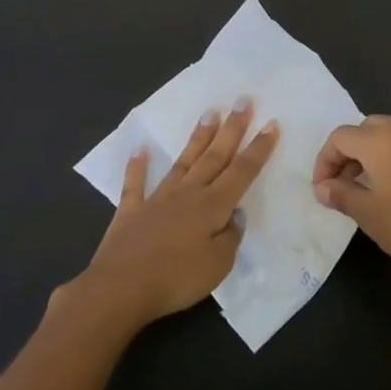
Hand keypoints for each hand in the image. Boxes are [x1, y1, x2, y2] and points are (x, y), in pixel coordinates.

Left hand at [70, 98, 278, 330]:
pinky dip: (137, 166)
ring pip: (183, 162)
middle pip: (215, 156)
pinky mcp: (131, 211)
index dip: (258, 149)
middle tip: (242, 101)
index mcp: (212, 206)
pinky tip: (140, 150)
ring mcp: (157, 199)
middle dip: (231, 129)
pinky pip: (135, 184)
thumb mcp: (219, 265)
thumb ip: (230, 237)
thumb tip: (233, 215)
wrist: (120, 288)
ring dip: (197, 138)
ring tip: (209, 113)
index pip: (242, 172)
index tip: (271, 123)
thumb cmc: (176, 279)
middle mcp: (187, 194)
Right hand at [312, 115, 390, 292]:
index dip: (325, 161)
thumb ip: (340, 193)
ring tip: (372, 185)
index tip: (324, 188)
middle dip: (350, 153)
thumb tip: (323, 187)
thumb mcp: (368, 214)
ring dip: (375, 152)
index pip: (340, 137)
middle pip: (366, 129)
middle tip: (344, 184)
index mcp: (381, 139)